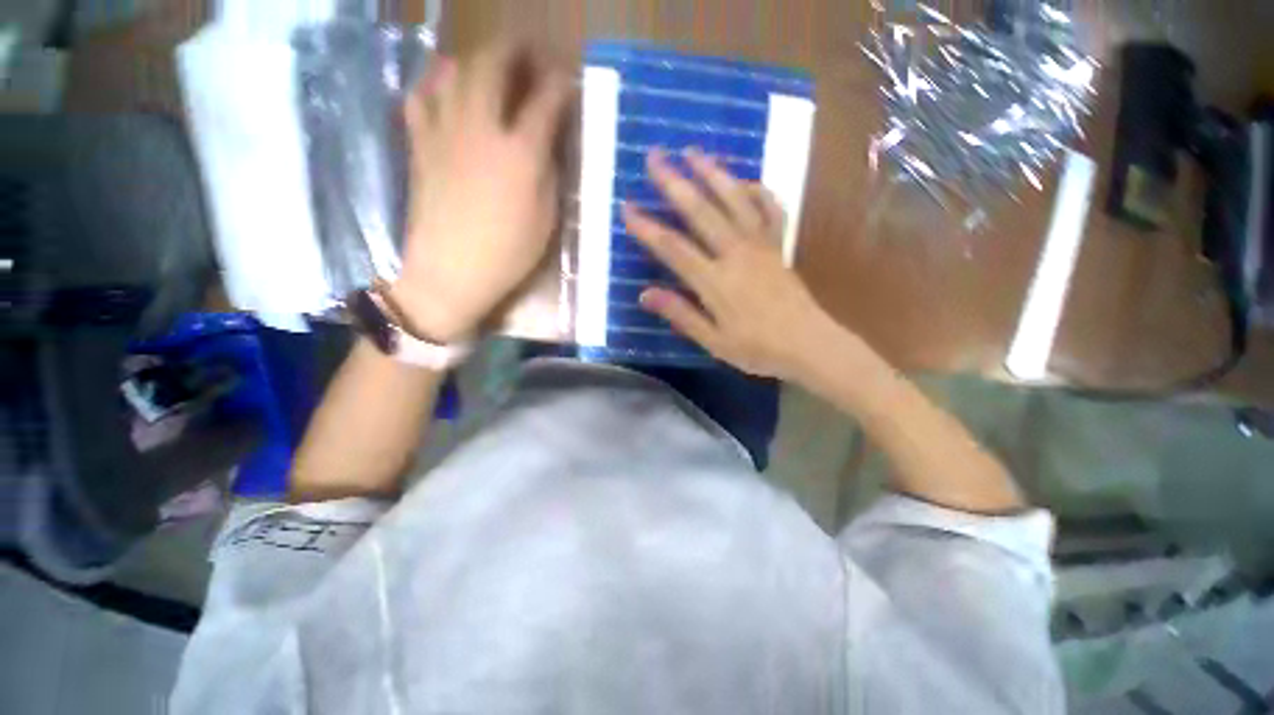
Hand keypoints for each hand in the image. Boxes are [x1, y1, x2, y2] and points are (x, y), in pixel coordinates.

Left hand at [390, 44, 572, 342]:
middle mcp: (481, 130)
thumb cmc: (508, 254)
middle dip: (515, 50)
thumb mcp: (545, 219)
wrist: (450, 272)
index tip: (568, 81)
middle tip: (528, 53)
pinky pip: (421, 96)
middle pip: (494, 66)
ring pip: (455, 72)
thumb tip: (546, 144)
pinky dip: (435, 83)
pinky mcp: (420, 144)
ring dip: (477, 60)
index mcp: (520, 154)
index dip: (560, 85)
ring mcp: (445, 132)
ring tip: (490, 68)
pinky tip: (446, 88)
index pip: (545, 101)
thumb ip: (548, 174)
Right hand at [623, 148, 838, 379]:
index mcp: (715, 282)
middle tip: (655, 156)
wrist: (809, 344)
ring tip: (693, 151)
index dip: (647, 227)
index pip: (673, 248)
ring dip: (713, 174)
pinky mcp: (778, 246)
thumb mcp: (714, 341)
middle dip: (675, 182)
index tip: (627, 207)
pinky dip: (758, 191)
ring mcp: (760, 246)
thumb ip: (681, 314)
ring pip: (735, 201)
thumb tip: (644, 294)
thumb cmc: (758, 349)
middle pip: (701, 212)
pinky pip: (770, 210)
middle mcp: (736, 254)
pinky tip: (745, 180)